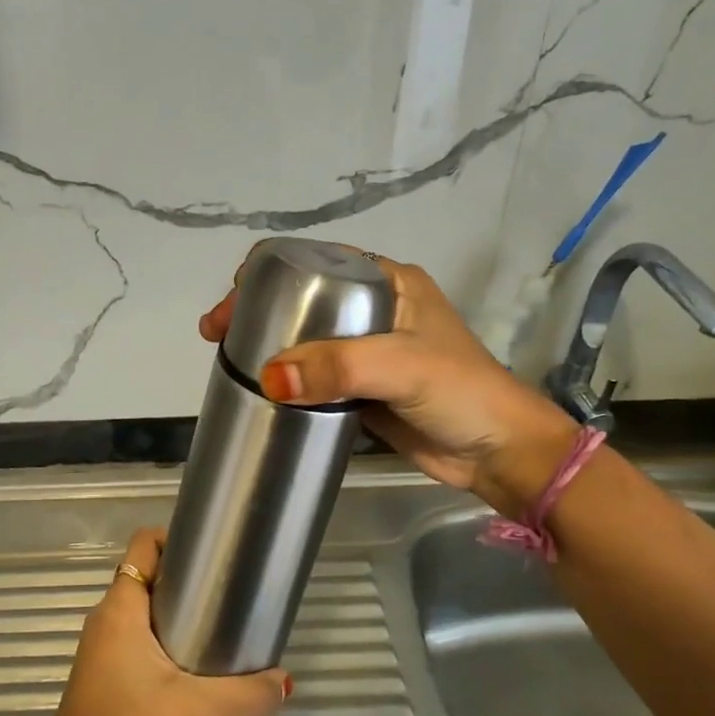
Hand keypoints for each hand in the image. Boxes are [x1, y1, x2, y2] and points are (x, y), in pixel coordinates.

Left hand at [32, 529, 289, 715]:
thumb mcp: (195, 710)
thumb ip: (245, 697)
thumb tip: (284, 682)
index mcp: (122, 606)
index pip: (144, 544)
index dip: (175, 538)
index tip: (211, 555)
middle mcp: (108, 616)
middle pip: (147, 574)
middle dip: (185, 578)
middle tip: (225, 594)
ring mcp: (102, 643)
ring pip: (142, 607)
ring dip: (174, 610)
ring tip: (215, 628)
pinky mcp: (103, 668)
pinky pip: (135, 634)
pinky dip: (162, 636)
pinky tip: (189, 666)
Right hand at [199, 246, 579, 515]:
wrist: (498, 454)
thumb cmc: (460, 393)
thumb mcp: (401, 367)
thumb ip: (338, 367)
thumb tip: (268, 377)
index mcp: (388, 283)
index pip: (317, 262)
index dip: (270, 272)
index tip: (233, 297)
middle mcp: (375, 309)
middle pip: (303, 300)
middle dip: (258, 310)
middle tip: (216, 334)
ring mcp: (367, 351)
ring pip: (305, 339)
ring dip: (268, 346)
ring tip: (226, 361)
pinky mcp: (361, 389)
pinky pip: (314, 376)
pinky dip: (286, 379)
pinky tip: (259, 388)